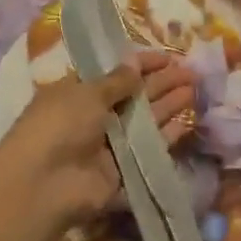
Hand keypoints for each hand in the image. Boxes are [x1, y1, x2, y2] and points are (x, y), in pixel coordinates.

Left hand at [0, 50, 196, 227]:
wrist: (45, 183)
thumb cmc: (59, 125)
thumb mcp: (86, 93)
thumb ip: (116, 81)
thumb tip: (135, 64)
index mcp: (79, 92)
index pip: (115, 73)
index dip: (141, 64)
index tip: (167, 57)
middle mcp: (96, 116)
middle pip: (135, 96)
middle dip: (161, 82)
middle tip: (191, 72)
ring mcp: (111, 145)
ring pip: (146, 121)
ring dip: (169, 104)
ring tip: (195, 89)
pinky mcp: (125, 170)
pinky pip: (150, 150)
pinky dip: (168, 137)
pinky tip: (188, 122)